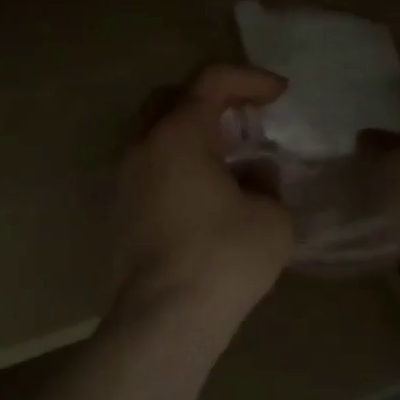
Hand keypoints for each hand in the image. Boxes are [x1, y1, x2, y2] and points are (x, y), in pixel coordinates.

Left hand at [112, 65, 294, 323]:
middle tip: (247, 119)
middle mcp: (143, 145)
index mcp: (178, 134)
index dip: (250, 79)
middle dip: (214, 98)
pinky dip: (177, 159)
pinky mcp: (118, 209)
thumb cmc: (222, 259)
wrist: (163, 320)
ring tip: (229, 154)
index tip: (280, 94)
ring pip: (155, 130)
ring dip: (192, 130)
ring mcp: (124, 177)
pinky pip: (149, 163)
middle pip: (174, 97)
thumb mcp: (271, 217)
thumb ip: (266, 183)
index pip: (212, 80)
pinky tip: (205, 188)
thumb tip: (252, 175)